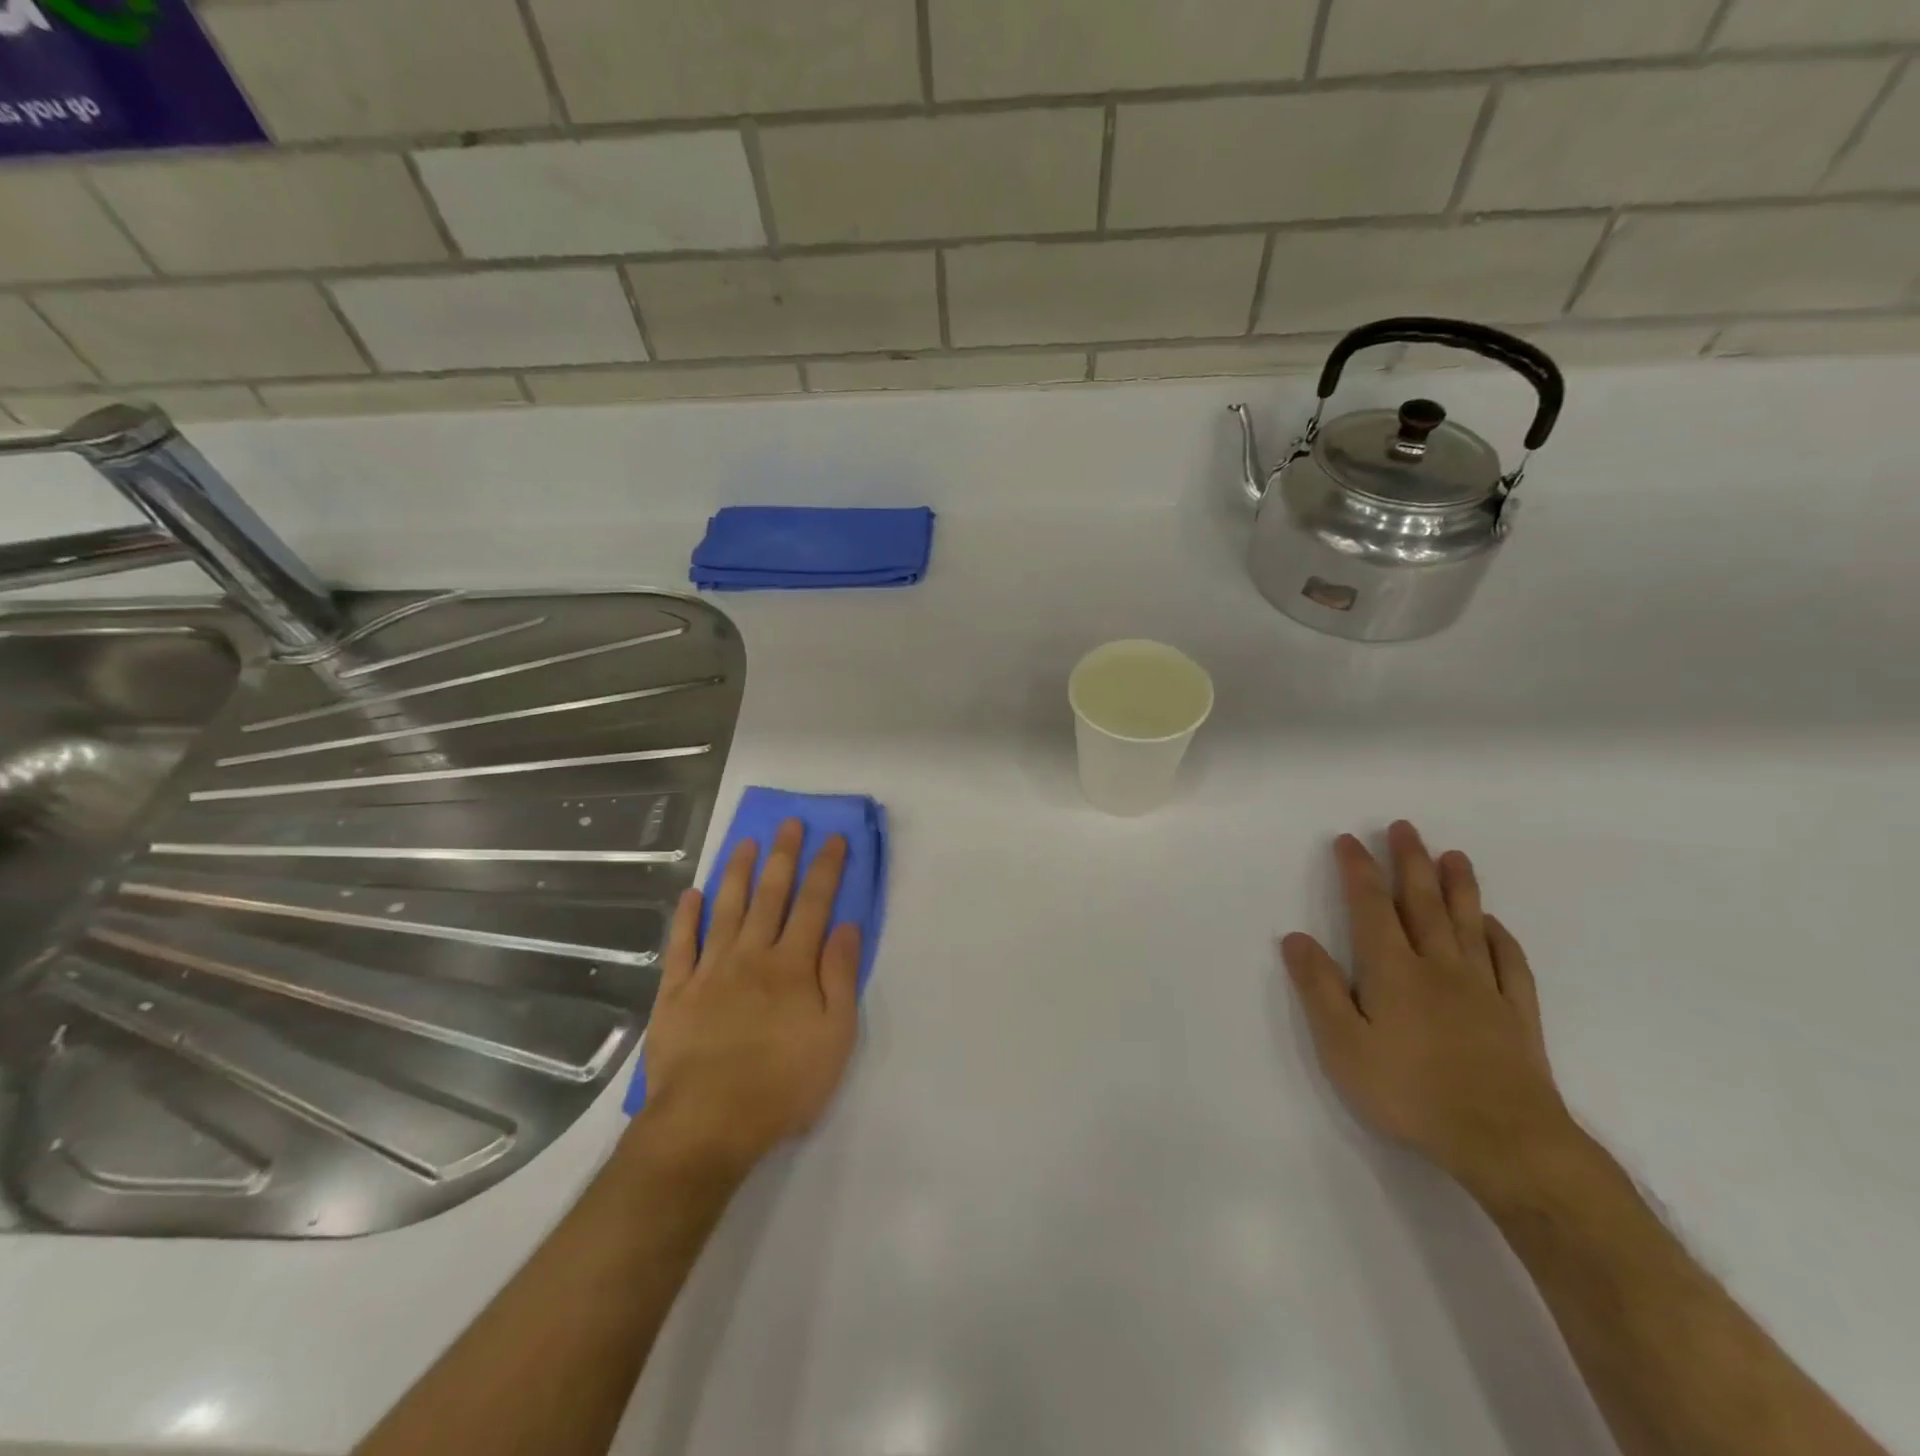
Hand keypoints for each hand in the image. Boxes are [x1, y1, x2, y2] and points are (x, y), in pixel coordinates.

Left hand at [632, 820, 861, 1177]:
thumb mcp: (835, 1037)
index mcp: (793, 966)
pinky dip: (686, 917)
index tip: (833, 838)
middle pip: (771, 896)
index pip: (814, 905)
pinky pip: (681, 945)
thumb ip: (840, 977)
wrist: (708, 1123)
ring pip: (726, 909)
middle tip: (788, 824)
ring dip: (737, 872)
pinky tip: (690, 895)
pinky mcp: (676, 992)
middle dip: (783, 857)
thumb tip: (846, 926)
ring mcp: (710, 971)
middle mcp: (752, 956)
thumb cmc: (783, 1084)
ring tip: (744, 843)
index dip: (826, 869)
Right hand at [1281, 821, 1573, 1194]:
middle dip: (1410, 862)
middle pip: (1422, 904)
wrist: (1505, 1142)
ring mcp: (1483, 990)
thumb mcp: (1342, 1045)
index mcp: (1393, 971)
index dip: (1358, 871)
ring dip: (1458, 887)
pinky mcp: (1516, 1017)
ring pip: (1468, 925)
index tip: (1348, 840)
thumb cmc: (1409, 1093)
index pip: (1370, 908)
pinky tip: (1494, 925)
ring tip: (1453, 855)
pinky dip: (1501, 938)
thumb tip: (1296, 938)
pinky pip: (1510, 965)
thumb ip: (1319, 988)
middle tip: (1404, 828)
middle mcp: (1438, 967)